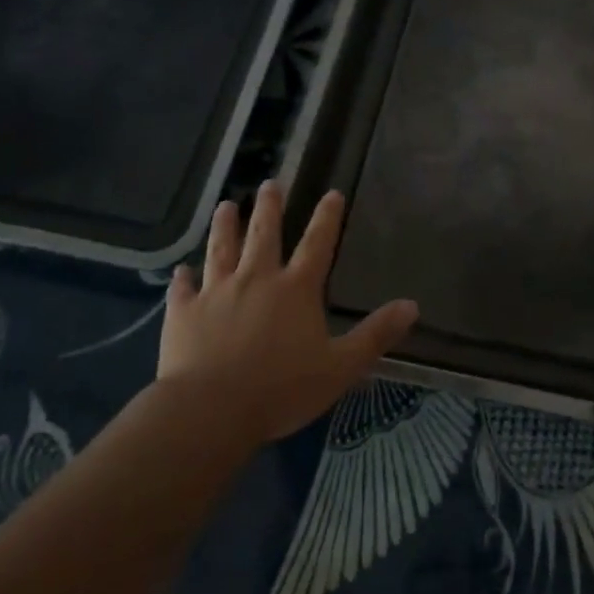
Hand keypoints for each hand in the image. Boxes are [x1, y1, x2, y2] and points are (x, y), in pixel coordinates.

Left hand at [156, 181, 417, 448]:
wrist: (211, 410)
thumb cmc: (282, 389)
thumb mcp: (341, 367)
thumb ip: (375, 335)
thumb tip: (412, 305)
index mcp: (296, 290)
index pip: (317, 244)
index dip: (327, 218)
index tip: (332, 193)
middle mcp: (256, 279)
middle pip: (263, 234)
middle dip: (268, 207)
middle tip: (269, 183)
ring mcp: (216, 292)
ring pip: (221, 249)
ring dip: (225, 226)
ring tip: (226, 206)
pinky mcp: (184, 312)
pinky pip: (184, 288)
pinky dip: (183, 277)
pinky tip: (181, 269)